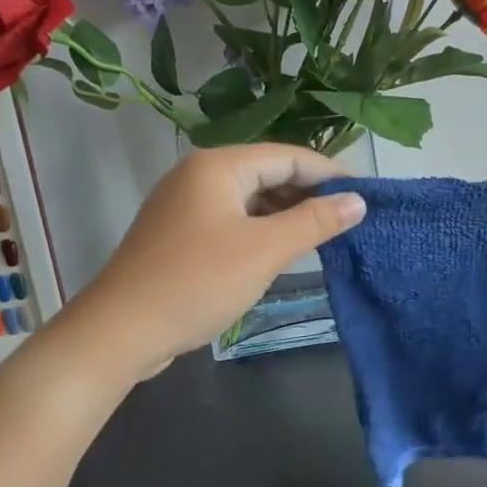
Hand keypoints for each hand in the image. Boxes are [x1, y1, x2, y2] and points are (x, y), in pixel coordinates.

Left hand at [64, 144, 366, 381]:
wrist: (120, 331)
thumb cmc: (197, 282)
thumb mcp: (264, 251)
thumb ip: (314, 222)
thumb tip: (357, 201)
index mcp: (218, 166)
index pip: (288, 155)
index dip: (329, 172)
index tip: (365, 195)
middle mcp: (199, 175)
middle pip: (267, 173)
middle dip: (308, 194)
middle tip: (349, 220)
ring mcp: (185, 205)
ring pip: (249, 199)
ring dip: (285, 215)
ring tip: (323, 237)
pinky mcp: (179, 234)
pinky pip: (231, 220)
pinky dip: (260, 231)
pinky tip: (281, 252)